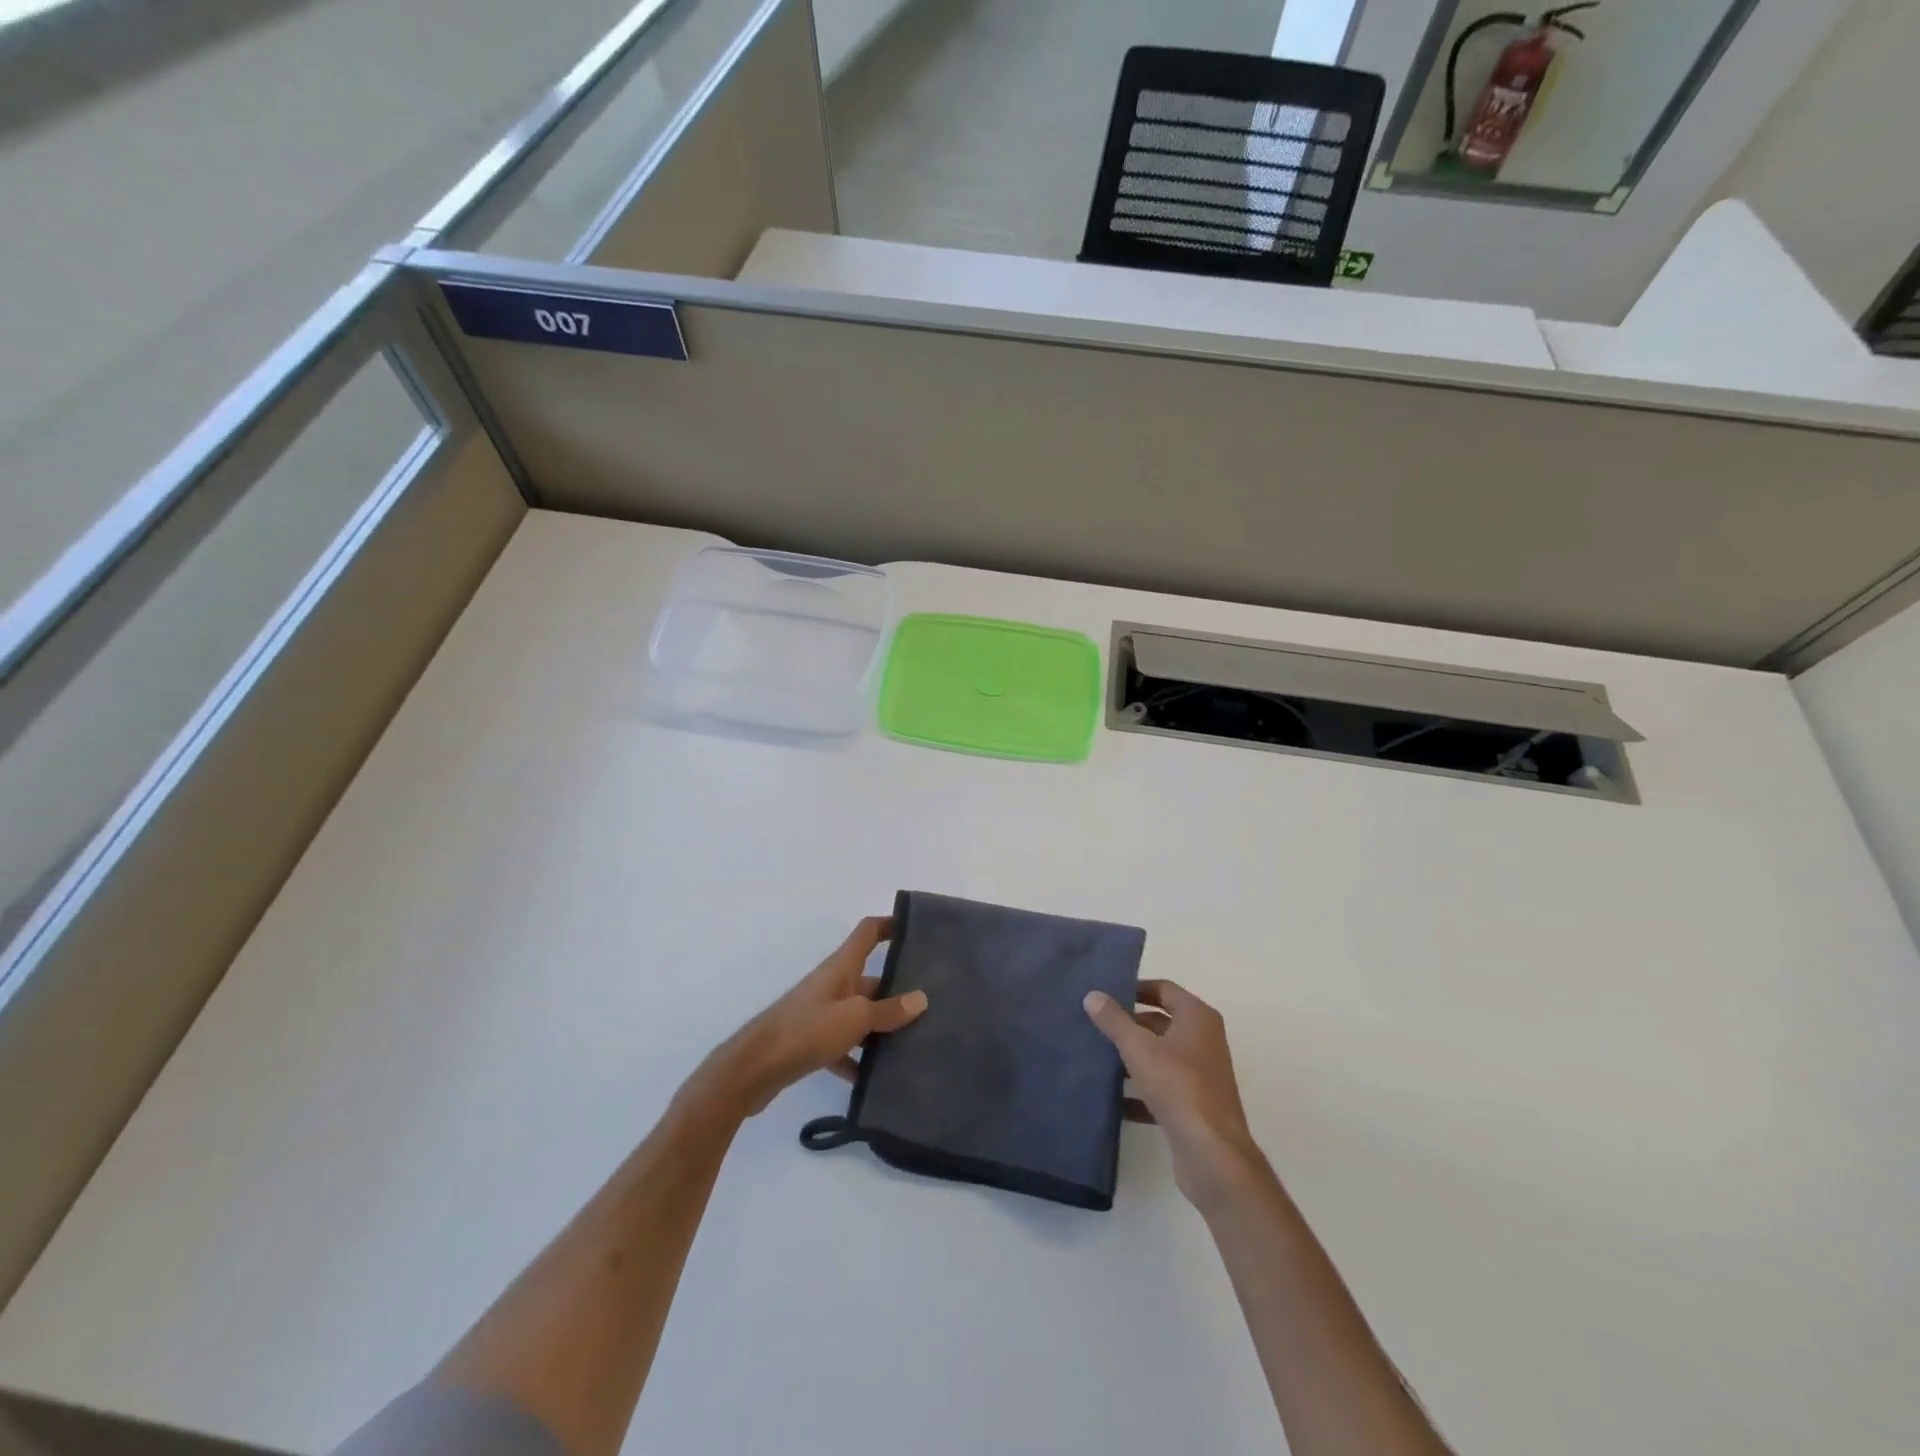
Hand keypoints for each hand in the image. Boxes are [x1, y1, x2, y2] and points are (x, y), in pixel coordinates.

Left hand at [706, 917, 928, 1116]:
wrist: (754, 1069)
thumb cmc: (807, 1030)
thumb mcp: (855, 1018)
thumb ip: (888, 1011)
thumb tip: (921, 998)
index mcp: (841, 967)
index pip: (868, 931)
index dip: (891, 924)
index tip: (916, 930)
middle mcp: (832, 984)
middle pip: (870, 978)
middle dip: (897, 988)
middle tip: (930, 1003)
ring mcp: (821, 1013)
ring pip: (859, 1014)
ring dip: (881, 1027)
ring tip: (914, 1041)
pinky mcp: (812, 1042)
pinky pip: (843, 1046)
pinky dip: (858, 1059)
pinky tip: (876, 1078)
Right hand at [1084, 980, 1270, 1210]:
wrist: (1212, 1154)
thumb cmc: (1178, 1086)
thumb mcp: (1139, 1048)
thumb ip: (1114, 1020)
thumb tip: (1092, 995)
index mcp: (1198, 1017)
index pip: (1163, 989)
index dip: (1134, 988)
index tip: (1105, 995)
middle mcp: (1204, 1040)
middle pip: (1161, 1022)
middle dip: (1129, 1025)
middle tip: (1095, 1026)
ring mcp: (1202, 1074)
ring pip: (1160, 1056)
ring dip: (1132, 1058)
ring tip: (1097, 1059)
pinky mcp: (1195, 1105)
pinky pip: (1162, 1088)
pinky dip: (1140, 1091)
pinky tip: (1113, 1100)